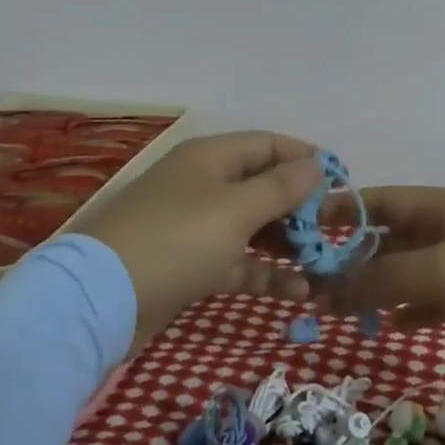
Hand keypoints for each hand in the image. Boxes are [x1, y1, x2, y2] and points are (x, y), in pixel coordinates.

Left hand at [78, 131, 324, 342]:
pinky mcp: (191, 265)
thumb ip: (281, 187)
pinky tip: (298, 291)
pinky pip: (238, 262)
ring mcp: (196, 226)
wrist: (103, 299)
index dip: (304, 158)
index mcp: (211, 158)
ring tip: (324, 263)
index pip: (267, 144)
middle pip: (262, 186)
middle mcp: (204, 185)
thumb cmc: (177, 239)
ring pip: (253, 227)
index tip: (341, 181)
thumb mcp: (236, 209)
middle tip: (335, 230)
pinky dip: (265, 273)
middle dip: (300, 207)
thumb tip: (317, 164)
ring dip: (287, 244)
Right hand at [319, 186, 444, 389]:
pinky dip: (408, 309)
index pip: (382, 200)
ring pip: (408, 270)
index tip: (302, 229)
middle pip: (392, 237)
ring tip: (338, 309)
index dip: (343, 210)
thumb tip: (330, 288)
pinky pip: (431, 299)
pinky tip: (388, 326)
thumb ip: (385, 277)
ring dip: (376, 286)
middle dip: (354, 257)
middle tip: (313, 284)